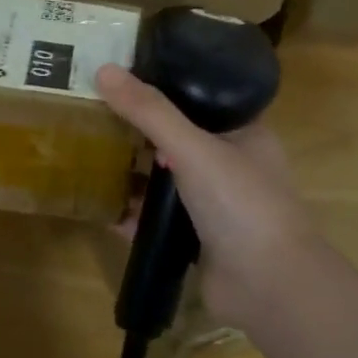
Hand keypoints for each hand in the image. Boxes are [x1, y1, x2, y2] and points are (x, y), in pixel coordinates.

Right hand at [95, 62, 330, 333]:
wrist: (268, 287)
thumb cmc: (240, 204)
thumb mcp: (193, 148)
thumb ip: (149, 112)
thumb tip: (104, 69)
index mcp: (244, 134)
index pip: (200, 98)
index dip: (164, 86)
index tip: (122, 77)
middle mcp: (231, 165)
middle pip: (177, 139)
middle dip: (139, 132)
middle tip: (94, 114)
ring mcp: (214, 205)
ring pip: (166, 181)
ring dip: (134, 174)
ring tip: (90, 156)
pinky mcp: (197, 240)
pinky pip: (158, 219)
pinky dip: (133, 215)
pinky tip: (101, 209)